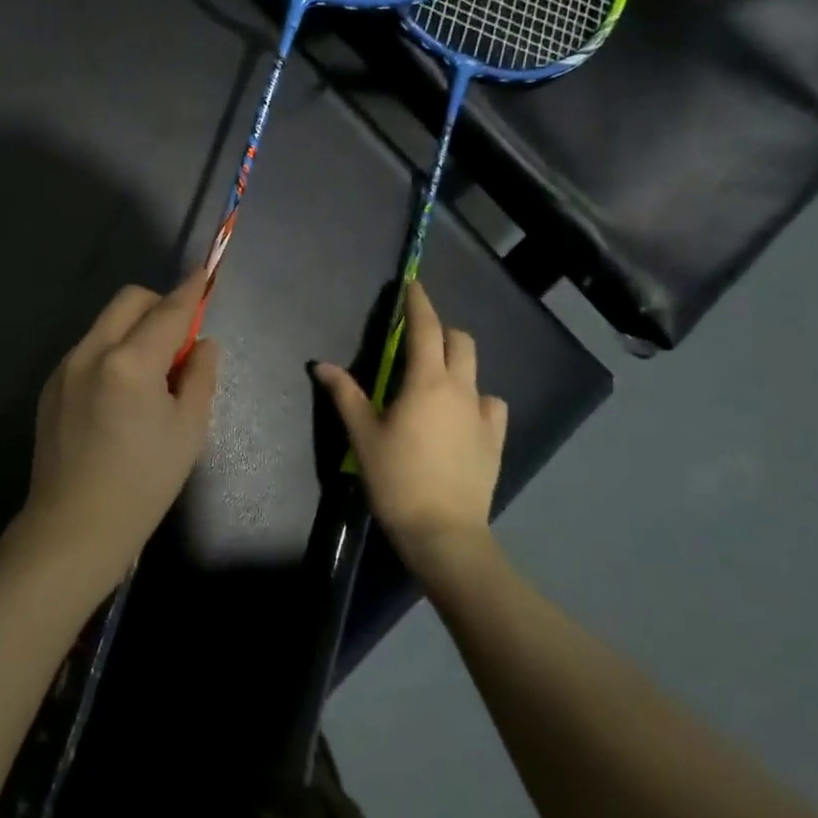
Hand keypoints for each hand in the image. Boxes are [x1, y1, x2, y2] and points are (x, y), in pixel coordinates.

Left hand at [12, 272, 220, 597]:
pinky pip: (89, 350)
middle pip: (129, 301)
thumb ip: (199, 376)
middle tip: (179, 341)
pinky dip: (112, 352)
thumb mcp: (188, 431)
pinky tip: (120, 395)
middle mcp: (90, 352)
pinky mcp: (51, 386)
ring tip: (150, 376)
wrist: (74, 527)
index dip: (191, 291)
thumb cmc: (143, 484)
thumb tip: (203, 343)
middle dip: (158, 305)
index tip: (205, 273)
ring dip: (134, 330)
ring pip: (106, 324)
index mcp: (129, 363)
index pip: (168, 312)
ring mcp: (65, 367)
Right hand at [314, 280, 506, 577]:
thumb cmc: (396, 478)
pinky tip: (460, 415)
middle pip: (459, 341)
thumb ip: (345, 394)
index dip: (418, 303)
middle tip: (416, 337)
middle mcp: (461, 389)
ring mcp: (482, 415)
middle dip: (440, 329)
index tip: (413, 285)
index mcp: (426, 382)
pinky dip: (475, 398)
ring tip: (435, 380)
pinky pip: (490, 404)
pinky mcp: (495, 440)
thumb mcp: (362, 435)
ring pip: (475, 371)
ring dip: (456, 364)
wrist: (443, 532)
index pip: (425, 328)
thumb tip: (323, 365)